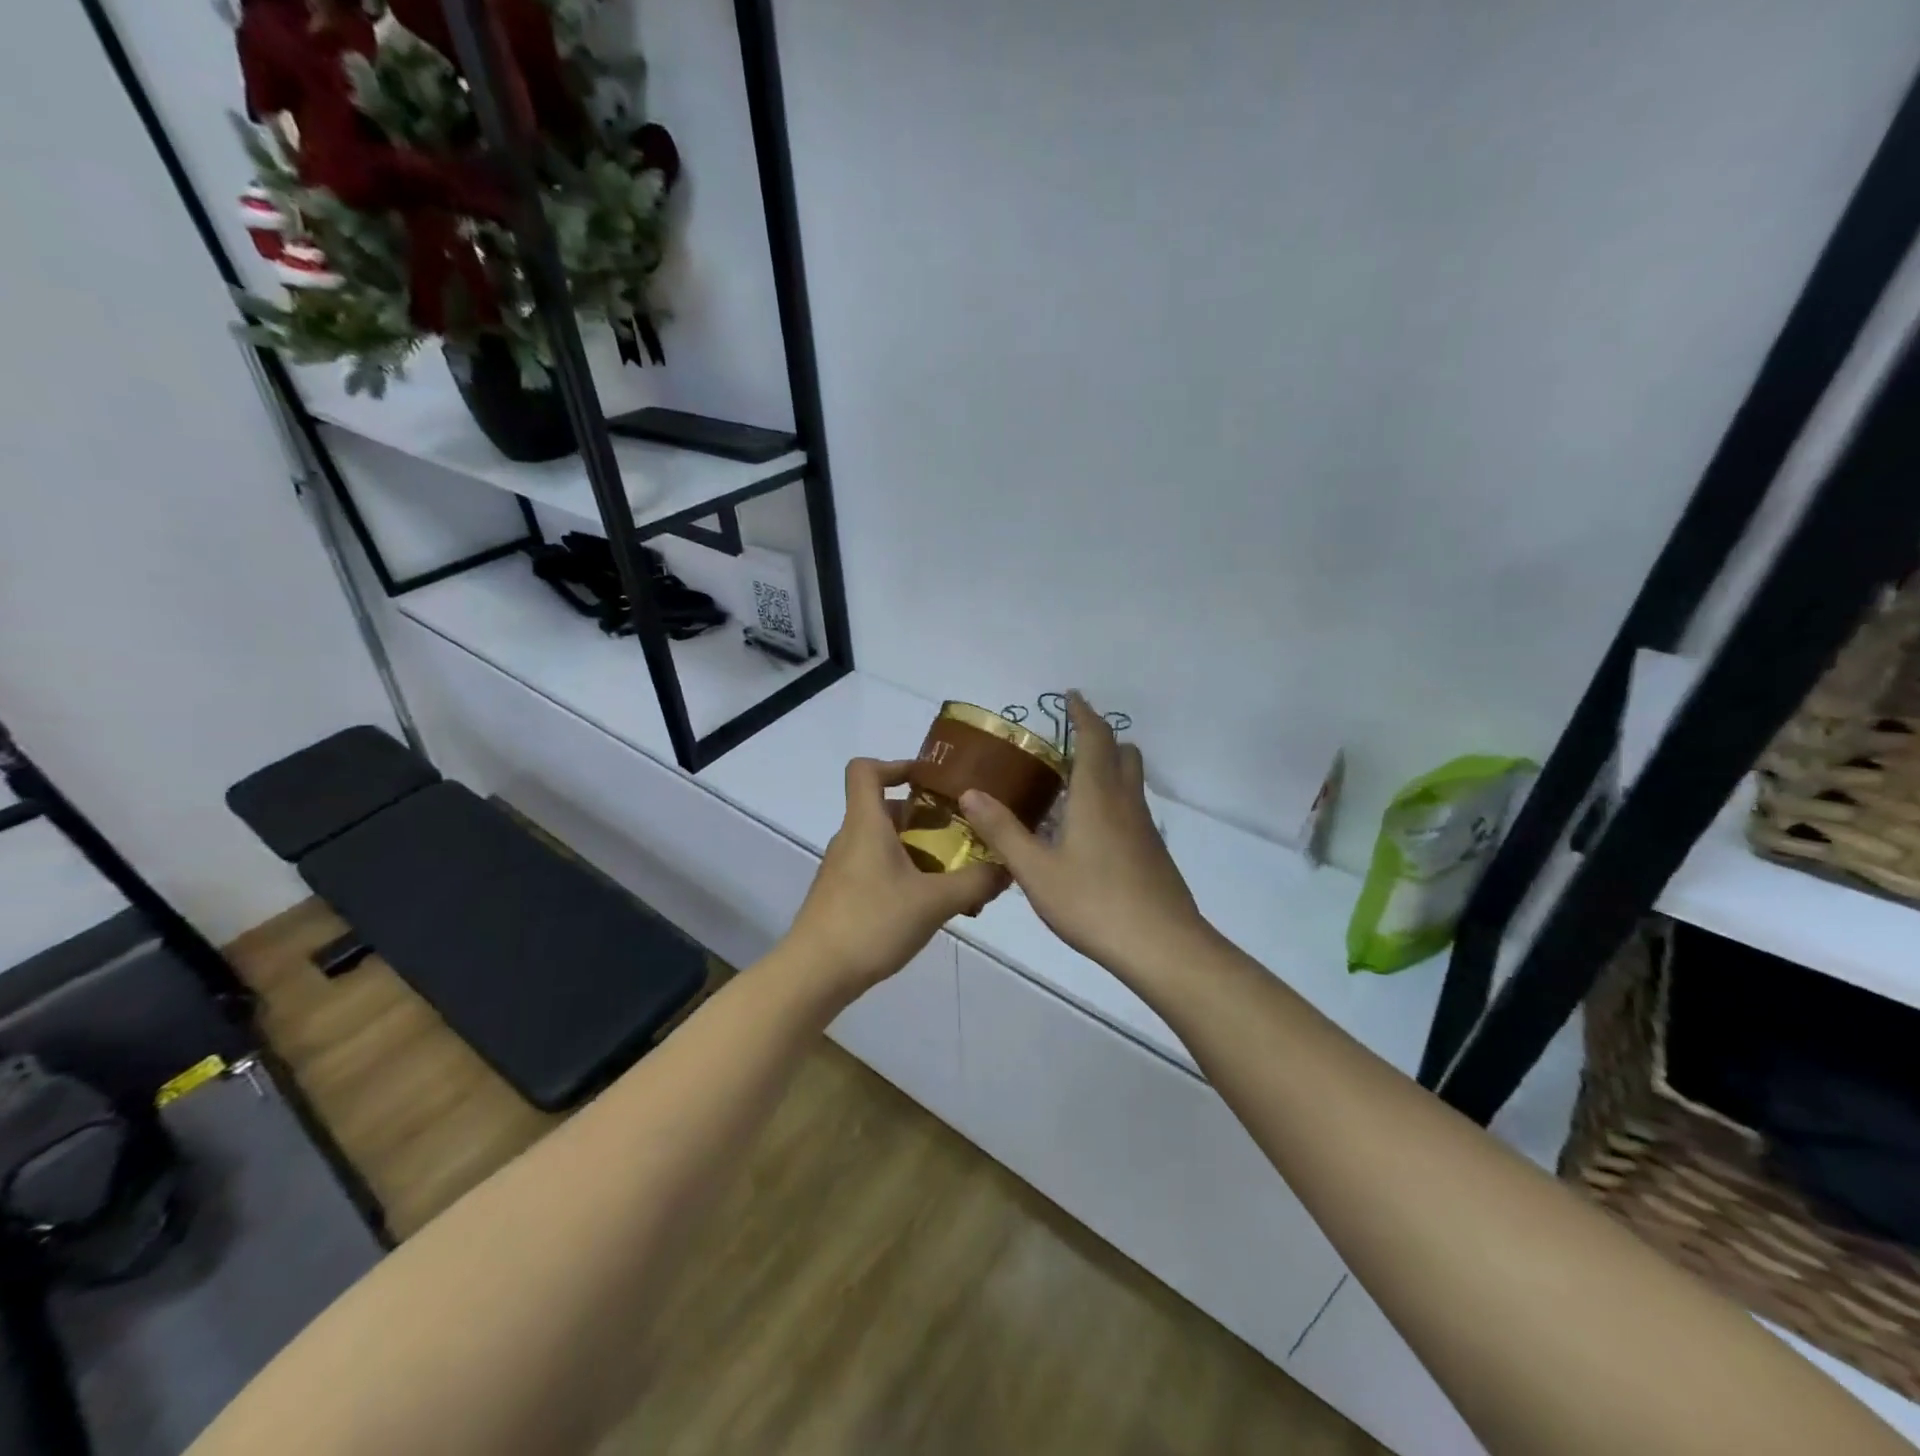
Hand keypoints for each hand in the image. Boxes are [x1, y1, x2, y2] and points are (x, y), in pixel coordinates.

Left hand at [785, 758, 1007, 999]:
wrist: (814, 974)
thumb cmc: (872, 923)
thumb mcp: (934, 902)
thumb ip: (974, 882)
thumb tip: (1006, 867)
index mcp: (866, 824)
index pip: (865, 770)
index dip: (896, 765)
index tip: (930, 781)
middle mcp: (851, 838)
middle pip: (885, 810)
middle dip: (925, 818)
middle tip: (961, 836)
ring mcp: (843, 869)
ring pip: (884, 844)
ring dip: (919, 851)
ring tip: (955, 878)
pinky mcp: (842, 896)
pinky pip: (878, 870)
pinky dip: (905, 876)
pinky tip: (930, 907)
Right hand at [961, 693, 1214, 980]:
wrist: (1161, 946)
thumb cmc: (1093, 902)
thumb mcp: (1035, 870)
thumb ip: (1003, 831)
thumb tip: (970, 793)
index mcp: (1096, 795)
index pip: (1094, 738)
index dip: (1083, 713)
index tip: (1072, 696)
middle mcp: (1125, 802)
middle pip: (1123, 753)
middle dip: (1100, 738)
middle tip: (1068, 743)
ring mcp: (1145, 828)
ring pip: (1132, 782)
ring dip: (1109, 769)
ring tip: (1074, 786)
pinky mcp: (1154, 852)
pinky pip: (1133, 809)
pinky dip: (1114, 801)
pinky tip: (1091, 833)